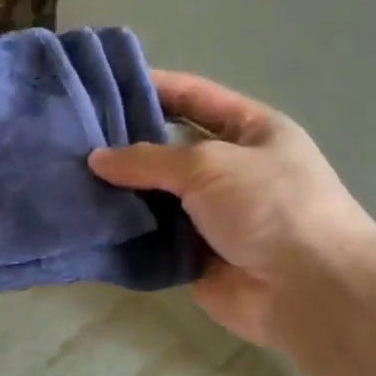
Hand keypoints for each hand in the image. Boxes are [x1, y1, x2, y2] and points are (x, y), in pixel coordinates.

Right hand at [88, 71, 375, 349]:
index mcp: (249, 130)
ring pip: (155, 197)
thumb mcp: (210, 165)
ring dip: (119, 193)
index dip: (152, 87)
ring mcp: (211, 215)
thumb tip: (97, 158)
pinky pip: (152, 239)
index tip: (102, 86)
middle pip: (168, 150)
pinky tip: (85, 223)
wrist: (309, 290)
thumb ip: (149, 159)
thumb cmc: (270, 206)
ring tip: (66, 180)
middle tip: (70, 139)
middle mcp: (229, 169)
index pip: (193, 97)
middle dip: (124, 145)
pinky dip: (125, 234)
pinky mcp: (194, 256)